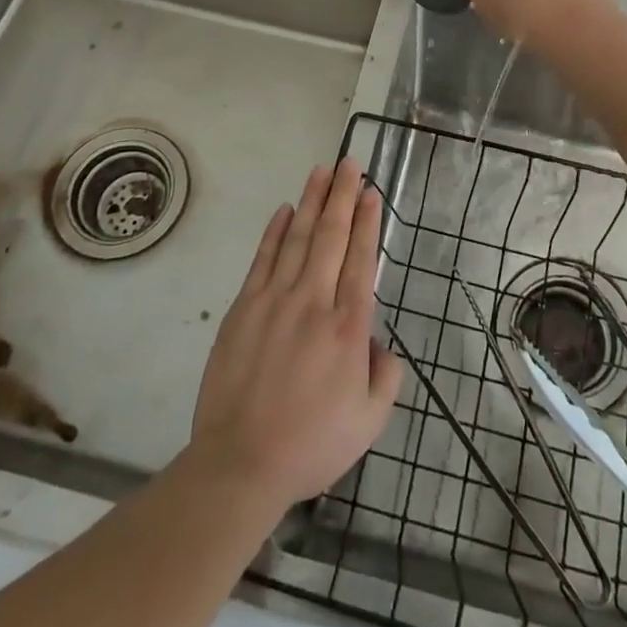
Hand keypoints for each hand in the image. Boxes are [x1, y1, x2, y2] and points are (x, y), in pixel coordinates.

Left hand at [187, 158, 402, 512]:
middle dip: (342, 195)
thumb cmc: (311, 444)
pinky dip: (275, 231)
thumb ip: (386, 375)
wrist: (241, 463)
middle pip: (331, 236)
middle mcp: (314, 302)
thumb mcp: (369, 422)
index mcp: (348, 327)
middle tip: (350, 163)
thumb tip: (378, 342)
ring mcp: (275, 300)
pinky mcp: (244, 307)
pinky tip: (285, 209)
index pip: (361, 259)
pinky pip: (263, 258)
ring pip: (298, 237)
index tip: (370, 192)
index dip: (367, 221)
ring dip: (311, 201)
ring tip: (322, 171)